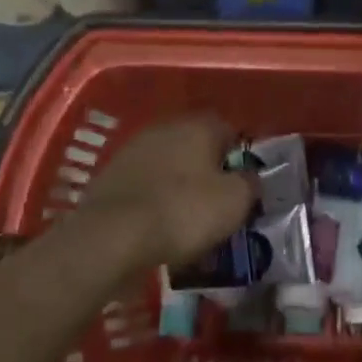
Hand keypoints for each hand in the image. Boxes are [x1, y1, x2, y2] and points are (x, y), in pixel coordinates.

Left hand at [78, 114, 255, 269]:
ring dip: (179, 185)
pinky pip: (145, 184)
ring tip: (188, 219)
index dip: (240, 158)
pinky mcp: (111, 175)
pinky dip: (155, 199)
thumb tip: (250, 177)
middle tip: (218, 203)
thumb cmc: (183, 212)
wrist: (111, 235)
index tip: (244, 186)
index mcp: (199, 125)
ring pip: (169, 165)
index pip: (230, 130)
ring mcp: (133, 149)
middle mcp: (165, 127)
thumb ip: (250, 183)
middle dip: (208, 170)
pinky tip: (159, 225)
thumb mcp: (235, 201)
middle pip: (197, 146)